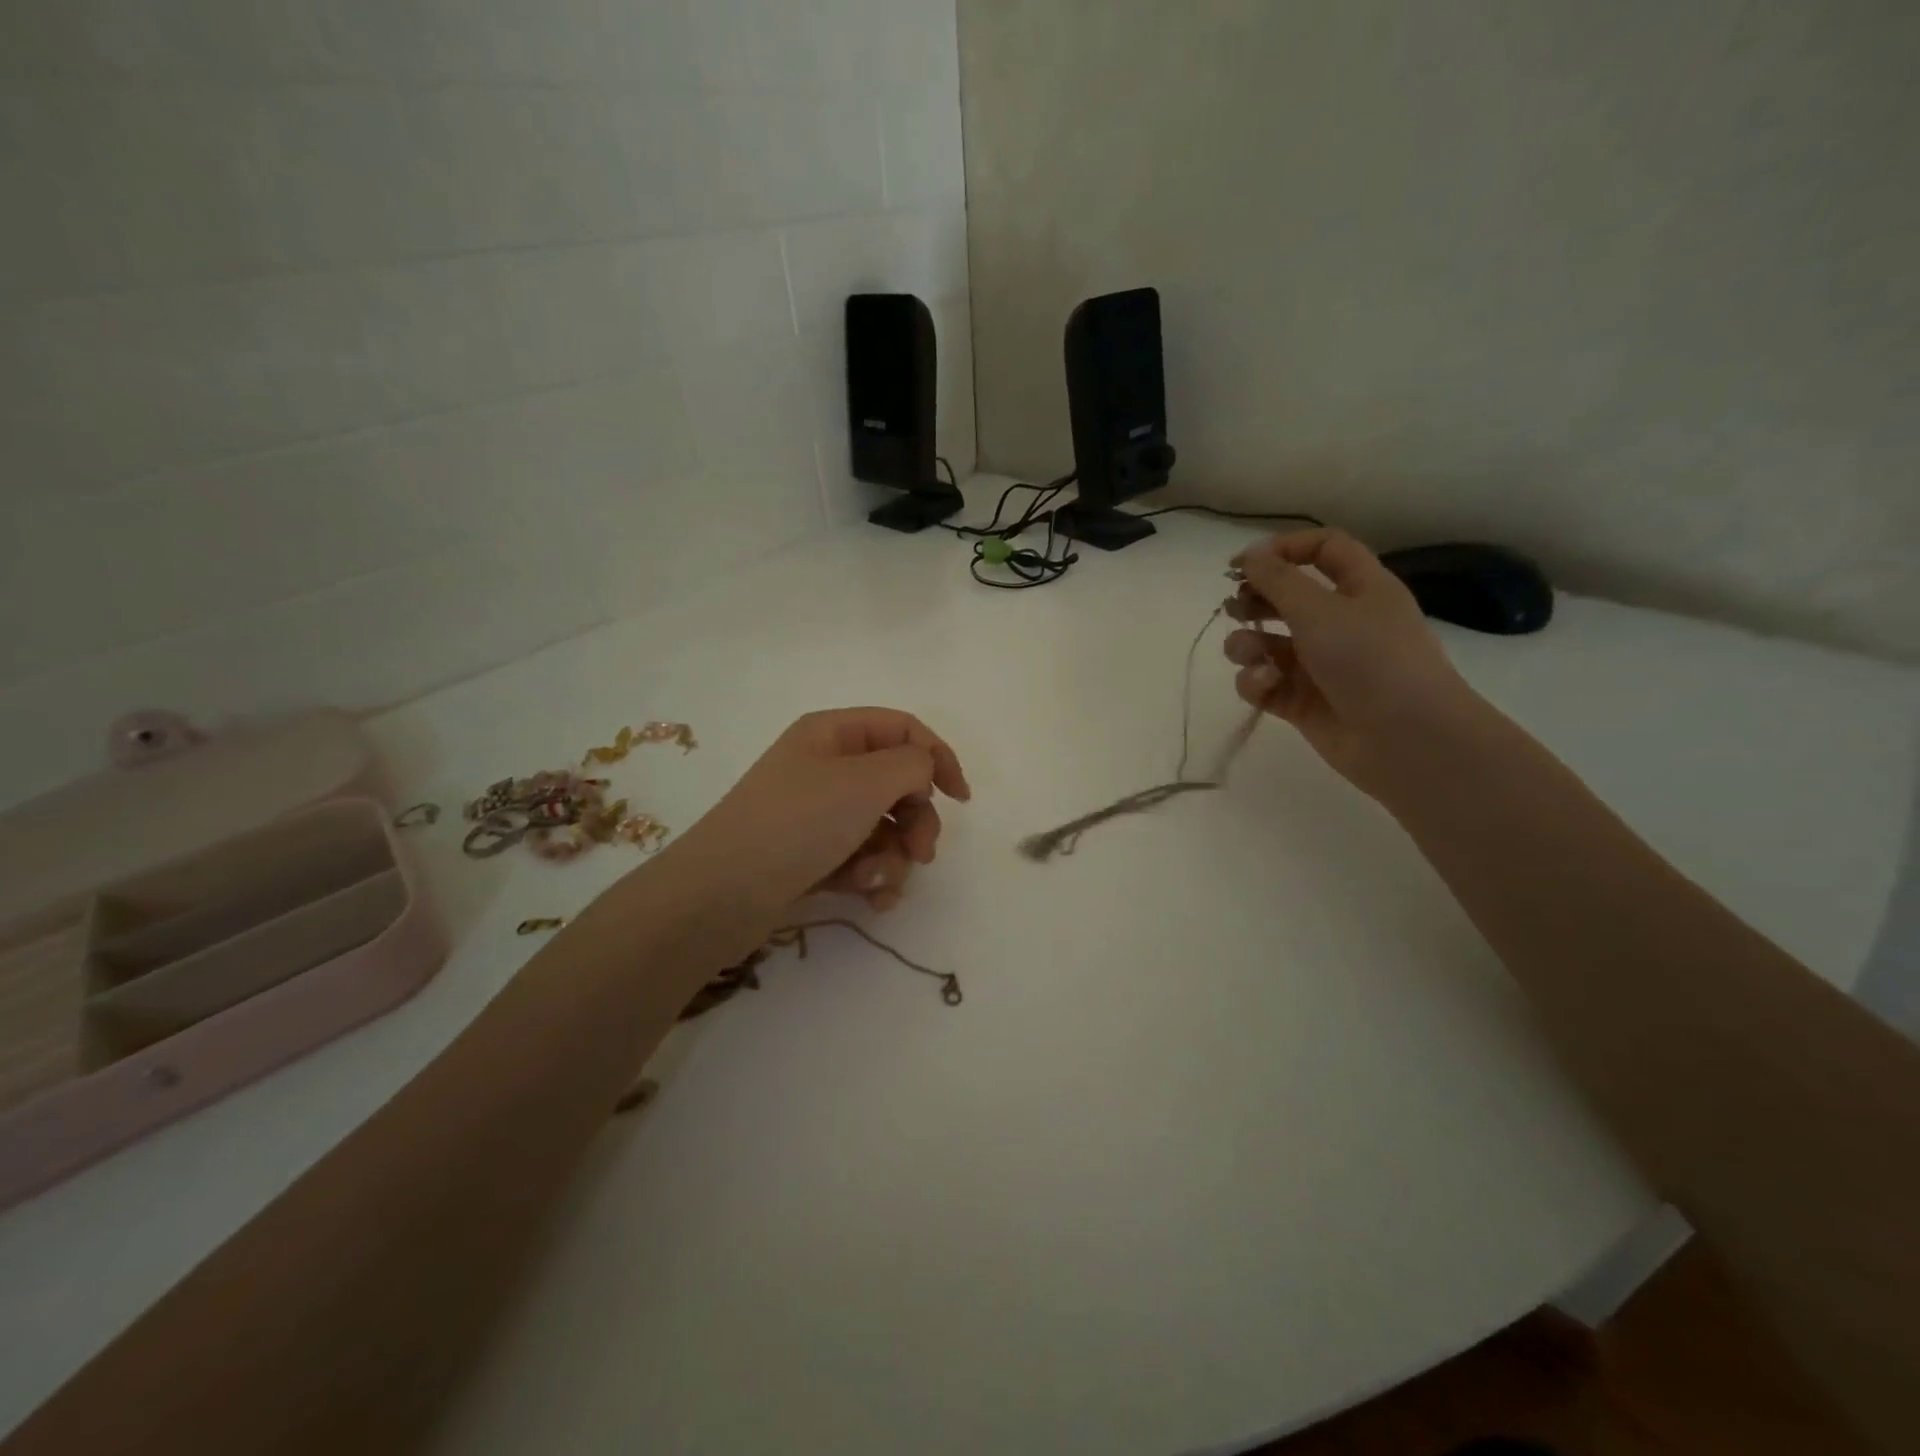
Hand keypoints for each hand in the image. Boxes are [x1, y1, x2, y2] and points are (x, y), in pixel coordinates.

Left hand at [669, 708, 970, 916]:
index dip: (938, 758)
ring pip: (884, 828)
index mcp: (833, 733)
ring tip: (878, 882)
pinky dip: (873, 878)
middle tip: (922, 853)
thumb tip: (923, 771)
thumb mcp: (866, 781)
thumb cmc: (798, 823)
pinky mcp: (812, 856)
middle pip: (898, 783)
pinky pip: (861, 859)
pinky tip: (871, 899)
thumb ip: (913, 765)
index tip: (961, 799)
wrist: (722, 894)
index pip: (903, 729)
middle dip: (917, 821)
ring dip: (894, 858)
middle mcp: (826, 767)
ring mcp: (817, 814)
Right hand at [1224, 529, 1484, 798]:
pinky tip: (1264, 686)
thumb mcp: (1320, 609)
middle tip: (1234, 608)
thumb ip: (1277, 580)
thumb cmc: (1370, 660)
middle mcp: (1340, 622)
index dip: (1284, 550)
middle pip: (1287, 597)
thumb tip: (1249, 554)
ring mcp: (1319, 664)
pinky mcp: (1301, 701)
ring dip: (1247, 644)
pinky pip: (1265, 682)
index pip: (1323, 550)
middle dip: (1255, 600)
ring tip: (1248, 654)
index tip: (1242, 563)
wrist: (1406, 739)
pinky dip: (1257, 681)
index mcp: (1360, 589)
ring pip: (1268, 643)